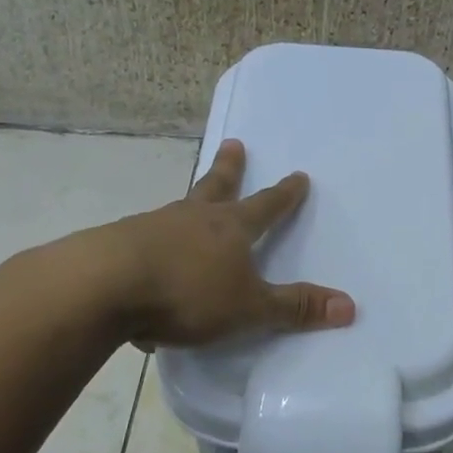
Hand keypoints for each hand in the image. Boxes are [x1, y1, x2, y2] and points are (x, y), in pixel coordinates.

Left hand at [97, 139, 354, 347]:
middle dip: (230, 169)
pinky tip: (147, 264)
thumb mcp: (250, 307)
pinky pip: (144, 242)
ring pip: (178, 209)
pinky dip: (153, 246)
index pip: (266, 207)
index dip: (284, 194)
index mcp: (230, 229)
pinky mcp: (118, 245)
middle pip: (216, 187)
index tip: (298, 175)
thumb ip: (295, 307)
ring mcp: (151, 227)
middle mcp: (192, 219)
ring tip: (190, 204)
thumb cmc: (187, 294)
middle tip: (235, 144)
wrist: (103, 287)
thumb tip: (350, 306)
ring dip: (190, 203)